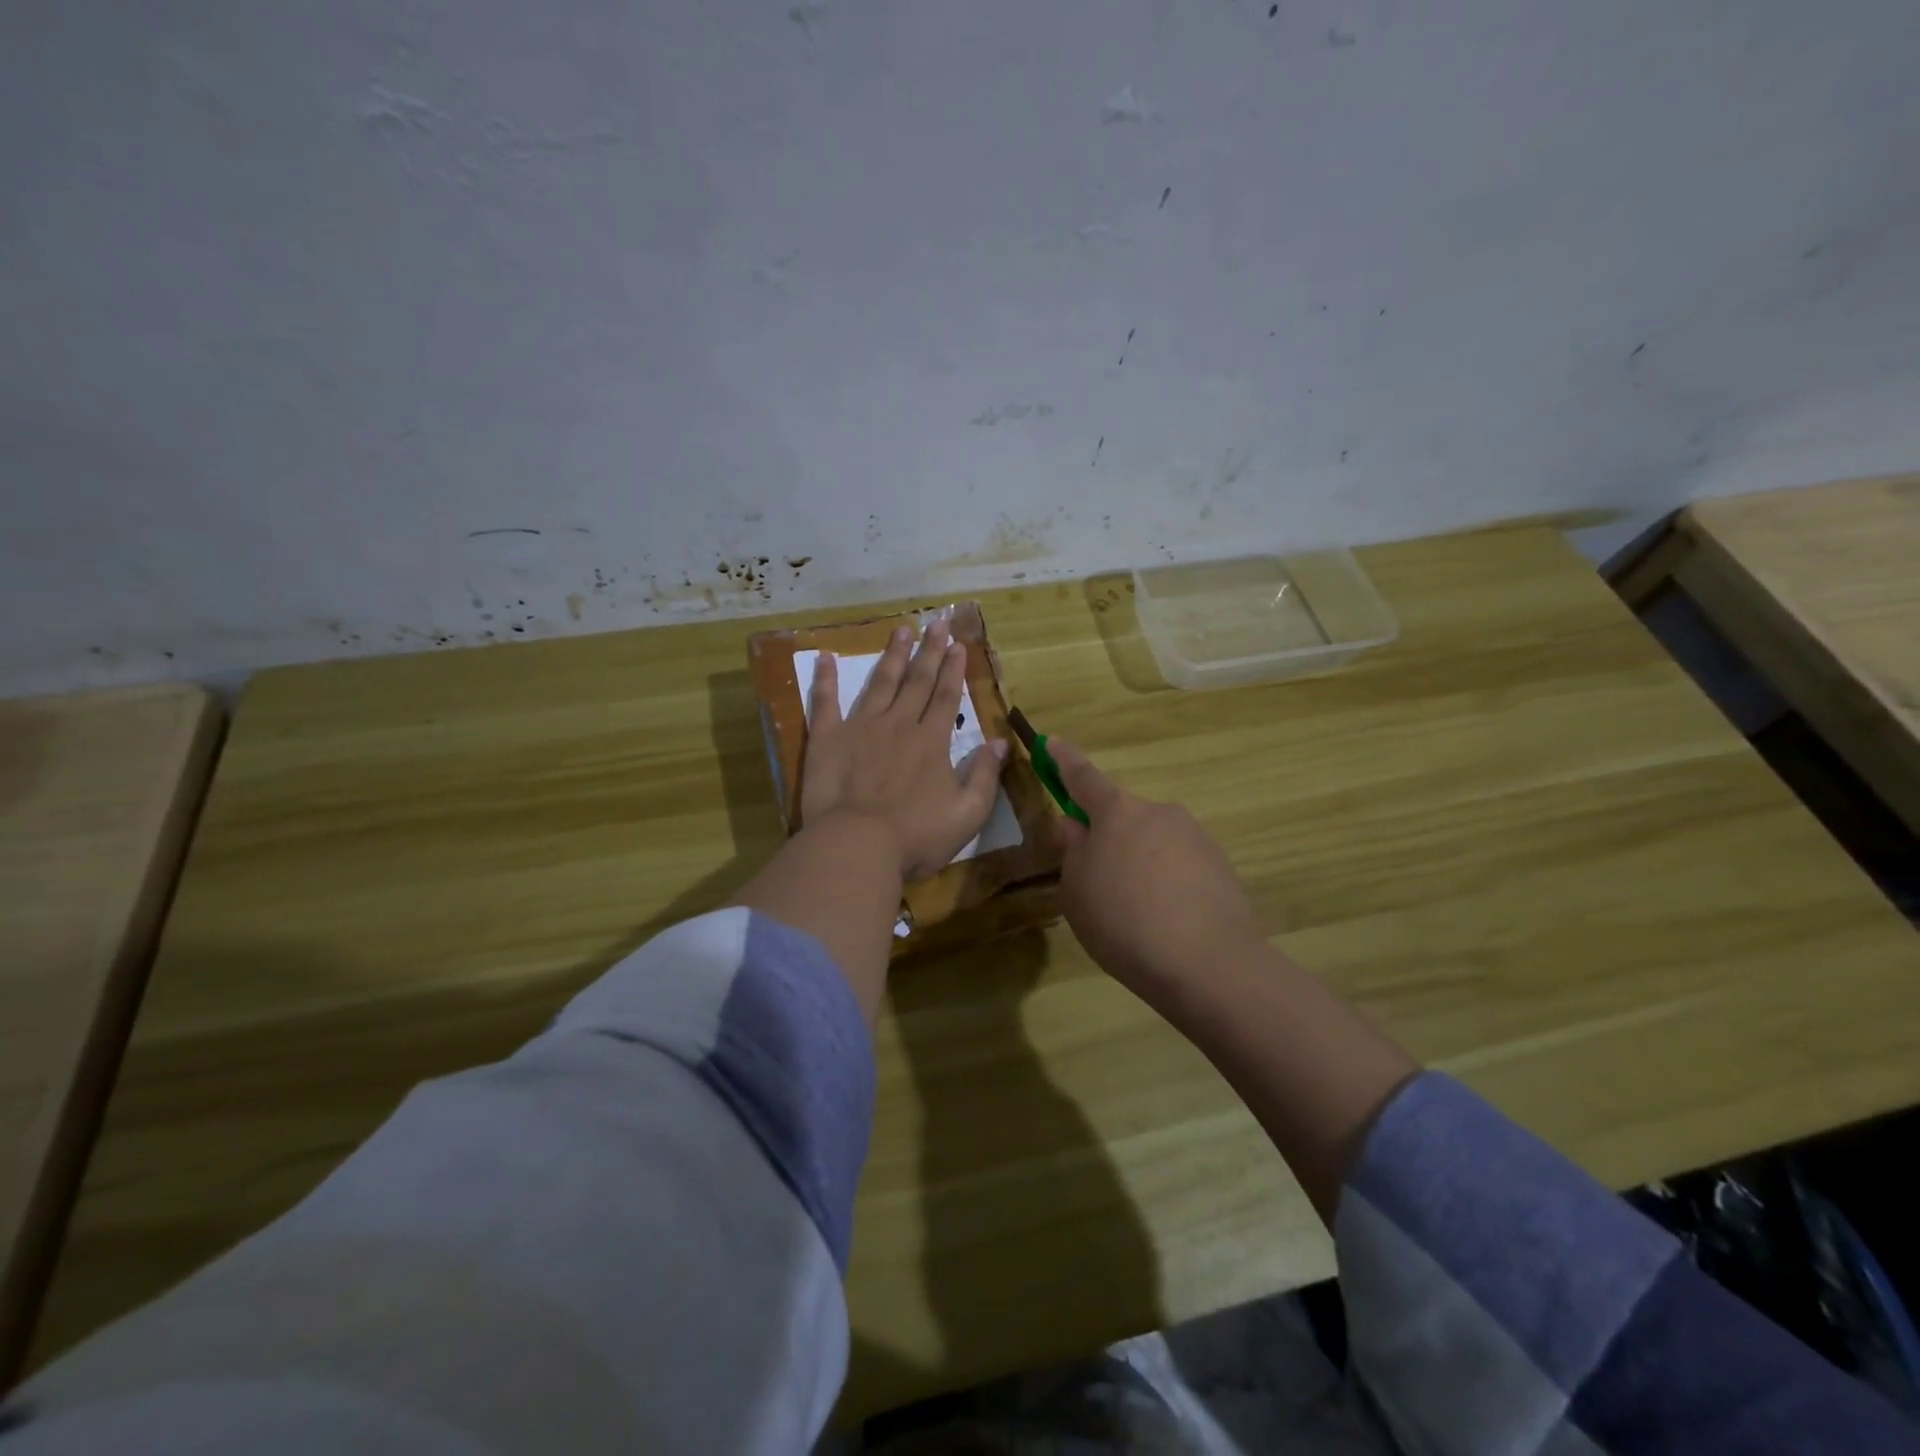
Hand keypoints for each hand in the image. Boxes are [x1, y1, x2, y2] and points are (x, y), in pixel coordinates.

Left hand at [802, 620, 1008, 880]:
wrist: (857, 846)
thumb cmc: (916, 836)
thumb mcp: (967, 814)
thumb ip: (985, 776)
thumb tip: (1000, 742)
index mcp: (931, 741)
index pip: (946, 697)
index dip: (953, 670)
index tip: (958, 644)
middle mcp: (899, 724)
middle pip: (917, 681)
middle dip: (929, 651)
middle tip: (936, 623)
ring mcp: (861, 728)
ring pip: (880, 683)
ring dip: (893, 655)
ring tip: (901, 630)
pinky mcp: (828, 739)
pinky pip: (825, 702)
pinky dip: (825, 678)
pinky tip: (825, 657)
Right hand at [1052, 739, 1264, 1002]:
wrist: (1209, 964)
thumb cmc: (1124, 922)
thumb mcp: (1077, 891)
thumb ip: (1074, 852)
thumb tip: (1077, 826)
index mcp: (1117, 812)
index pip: (1083, 776)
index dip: (1064, 760)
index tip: (1052, 742)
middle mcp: (1159, 812)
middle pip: (1123, 816)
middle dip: (1107, 838)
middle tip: (1097, 881)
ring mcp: (1195, 837)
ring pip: (1152, 842)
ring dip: (1139, 863)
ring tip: (1135, 913)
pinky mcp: (1220, 866)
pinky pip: (1179, 866)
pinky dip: (1166, 883)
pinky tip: (1165, 921)